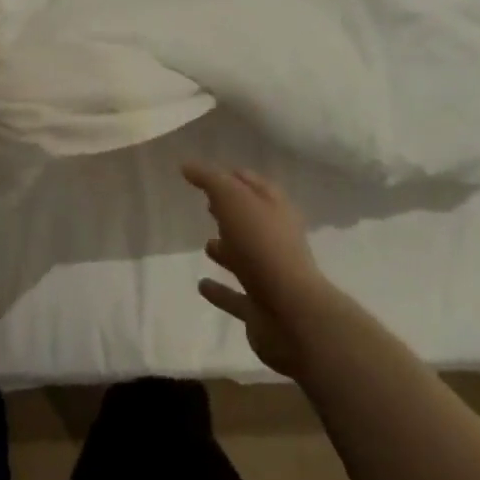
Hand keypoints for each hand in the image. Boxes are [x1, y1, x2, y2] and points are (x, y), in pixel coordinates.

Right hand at [186, 162, 338, 377]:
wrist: (292, 314)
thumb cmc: (262, 246)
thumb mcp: (232, 199)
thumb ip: (209, 179)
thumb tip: (187, 165)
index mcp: (274, 208)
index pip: (251, 183)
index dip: (231, 176)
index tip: (206, 174)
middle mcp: (275, 239)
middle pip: (249, 219)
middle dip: (229, 211)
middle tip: (206, 205)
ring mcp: (269, 275)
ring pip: (244, 257)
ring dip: (226, 251)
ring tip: (205, 245)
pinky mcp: (259, 307)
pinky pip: (235, 295)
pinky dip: (220, 291)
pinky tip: (201, 286)